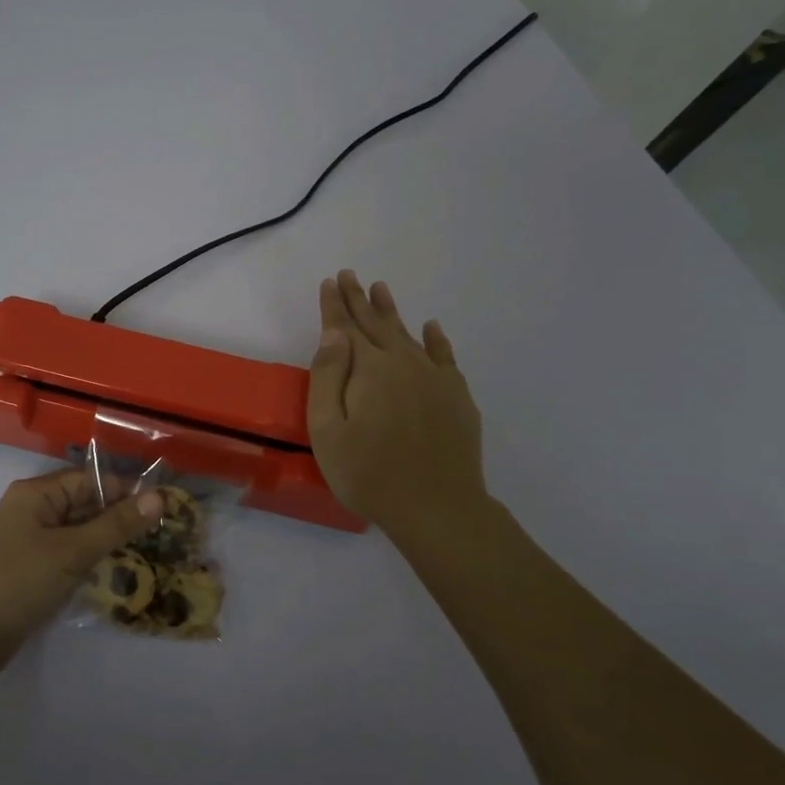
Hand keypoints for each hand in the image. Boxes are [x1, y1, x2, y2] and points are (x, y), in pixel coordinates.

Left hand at [0, 469, 163, 678]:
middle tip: (163, 533)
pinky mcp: (31, 569)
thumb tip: (158, 497)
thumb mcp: (72, 551)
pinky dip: (91, 560)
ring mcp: (30, 541)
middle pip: (85, 503)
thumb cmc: (18, 582)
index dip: (127, 491)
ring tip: (149, 553)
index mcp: (36, 493)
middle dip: (120, 517)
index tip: (165, 508)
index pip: (91, 480)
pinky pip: (68, 554)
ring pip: (79, 531)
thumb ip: (116, 525)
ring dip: (108, 540)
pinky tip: (117, 573)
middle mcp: (32, 510)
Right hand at [307, 270, 487, 539]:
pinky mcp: (457, 396)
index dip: (335, 305)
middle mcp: (403, 362)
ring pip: (408, 334)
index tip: (329, 281)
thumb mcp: (328, 430)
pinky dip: (436, 339)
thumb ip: (328, 376)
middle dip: (359, 299)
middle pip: (376, 324)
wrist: (438, 509)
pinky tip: (431, 327)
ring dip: (391, 311)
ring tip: (380, 289)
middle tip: (349, 275)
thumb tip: (334, 333)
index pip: (346, 327)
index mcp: (369, 369)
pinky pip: (444, 356)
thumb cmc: (369, 474)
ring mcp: (434, 378)